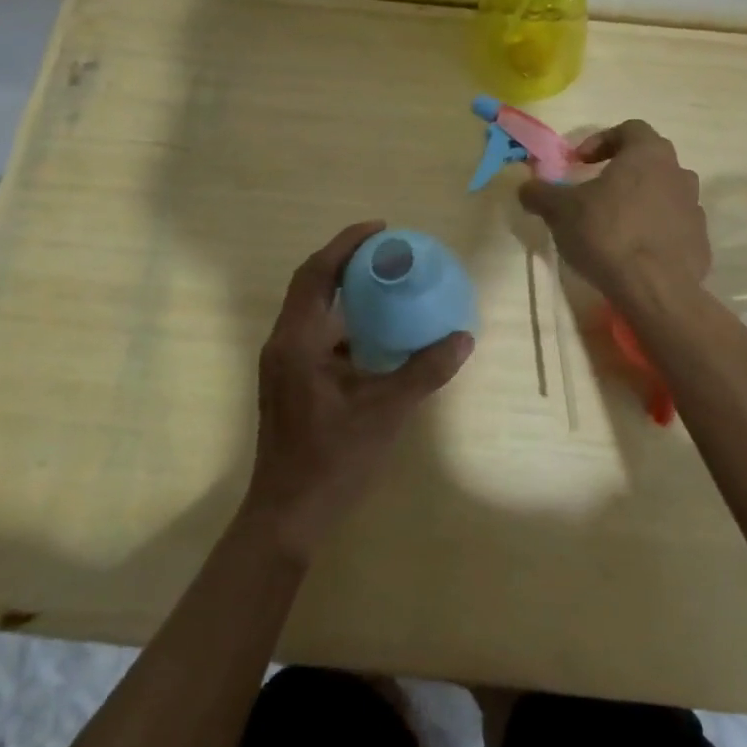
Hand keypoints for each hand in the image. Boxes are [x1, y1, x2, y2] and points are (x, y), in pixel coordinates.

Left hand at [242, 221, 473, 557]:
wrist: (287, 516)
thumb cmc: (331, 460)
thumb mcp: (384, 412)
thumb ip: (424, 372)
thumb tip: (463, 337)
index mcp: (297, 341)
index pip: (316, 273)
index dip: (346, 244)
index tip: (381, 230)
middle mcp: (284, 343)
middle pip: (310, 283)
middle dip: (345, 259)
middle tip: (386, 249)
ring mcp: (283, 363)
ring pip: (311, 308)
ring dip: (342, 288)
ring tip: (383, 280)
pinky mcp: (289, 380)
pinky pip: (315, 332)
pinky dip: (342, 319)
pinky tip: (373, 330)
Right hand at [518, 120, 709, 302]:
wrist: (655, 289)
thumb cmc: (607, 233)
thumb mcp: (560, 210)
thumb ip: (540, 192)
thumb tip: (525, 186)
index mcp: (649, 153)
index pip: (630, 129)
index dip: (601, 140)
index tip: (580, 162)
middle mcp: (678, 172)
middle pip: (650, 160)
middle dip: (622, 171)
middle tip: (596, 191)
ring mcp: (694, 208)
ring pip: (664, 193)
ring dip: (640, 201)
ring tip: (615, 224)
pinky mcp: (700, 241)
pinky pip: (673, 226)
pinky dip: (655, 231)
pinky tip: (633, 251)